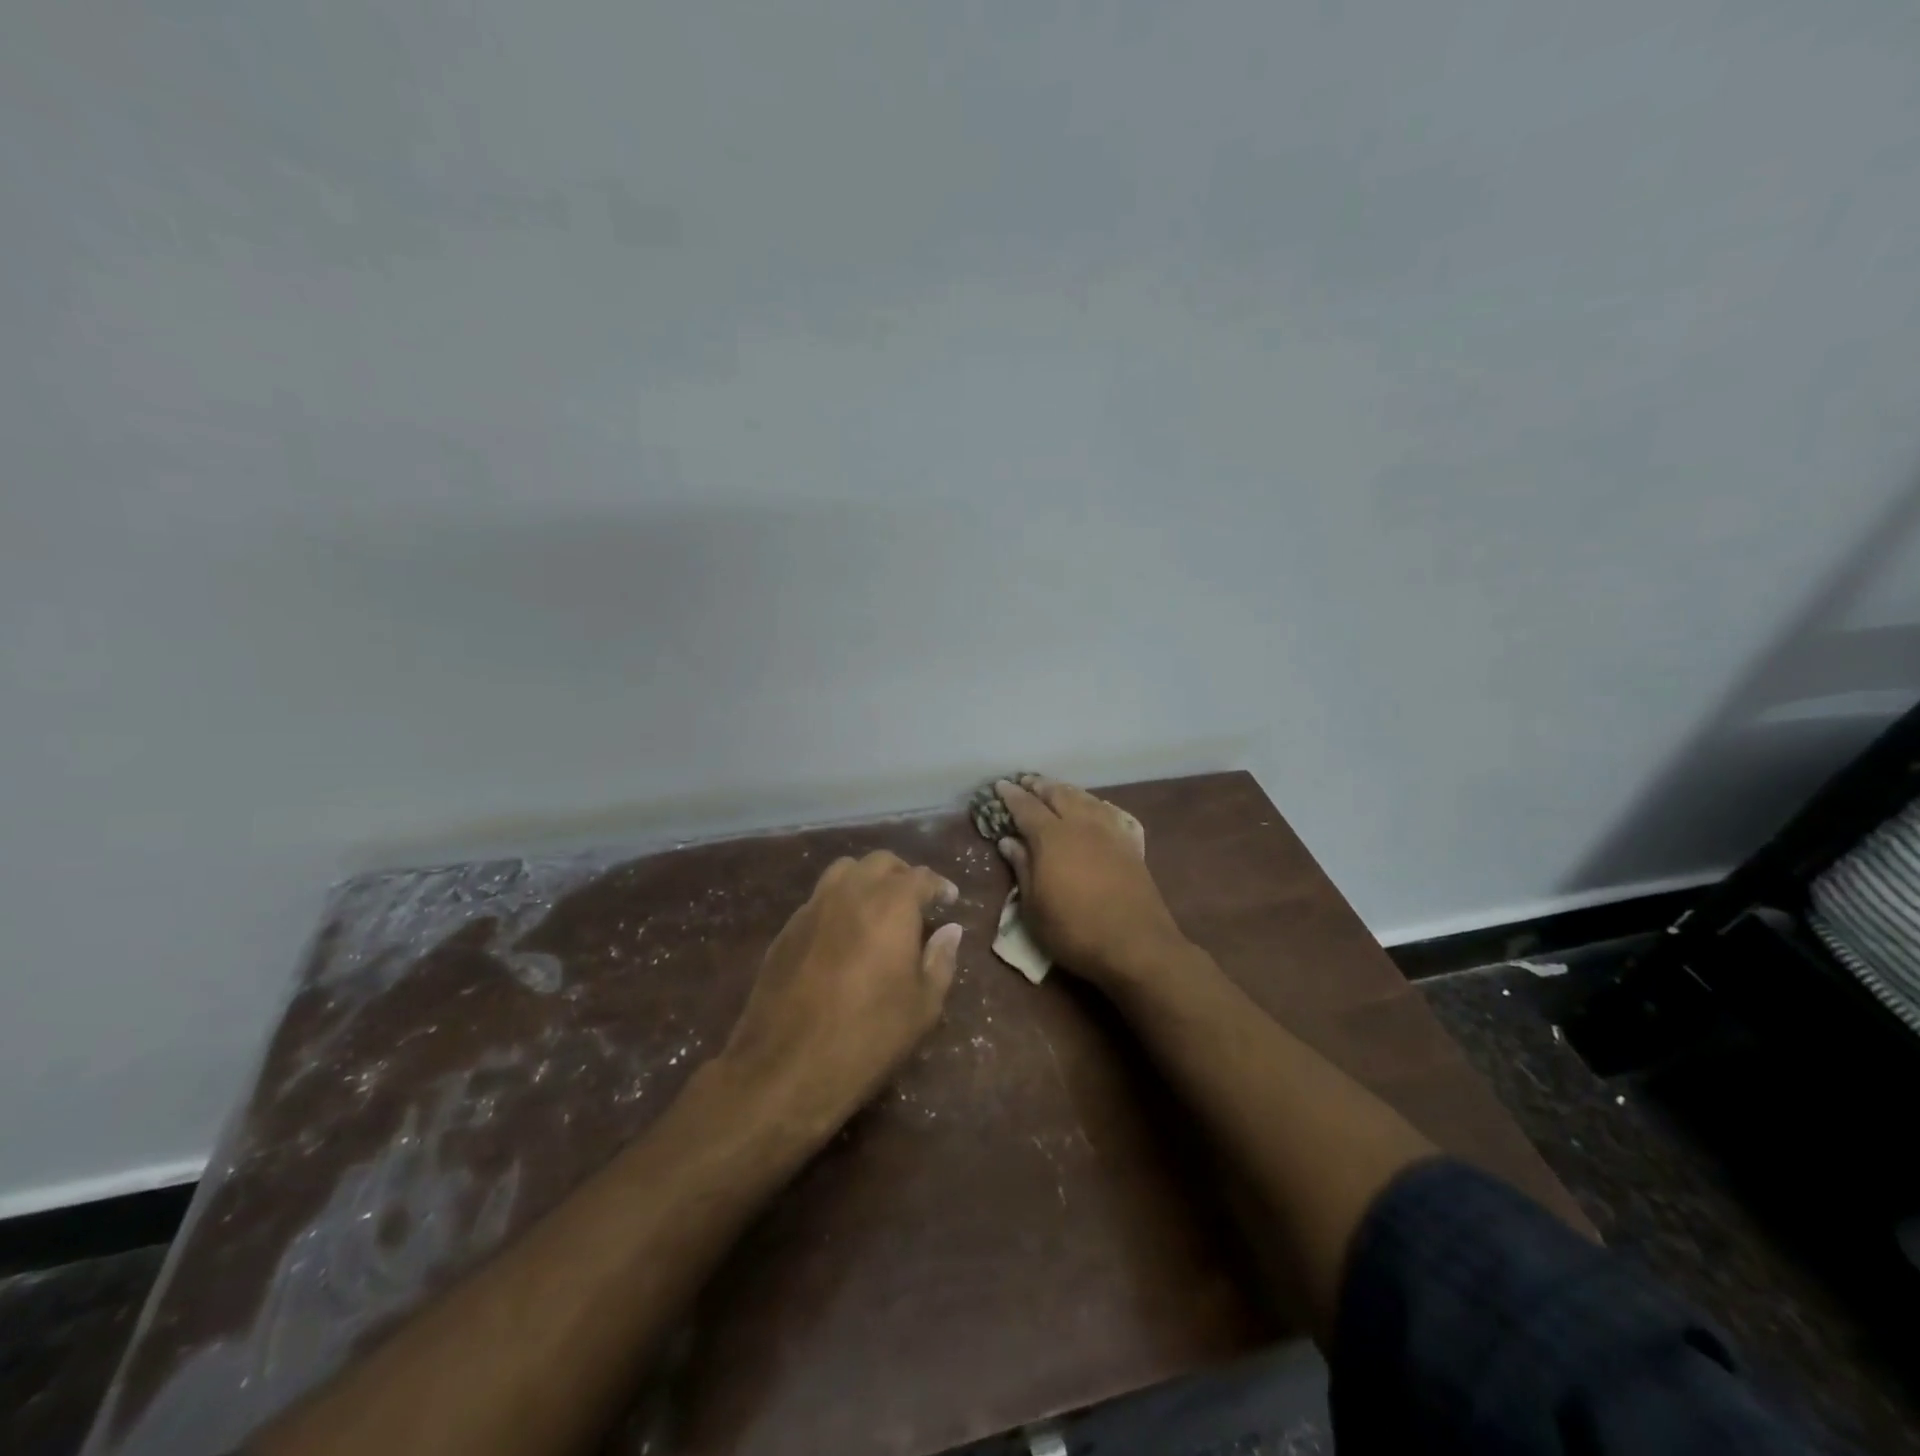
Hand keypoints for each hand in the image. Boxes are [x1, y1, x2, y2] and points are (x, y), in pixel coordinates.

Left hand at [718, 851, 962, 1131]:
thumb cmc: (868, 1037)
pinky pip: (819, 899)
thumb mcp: (922, 1007)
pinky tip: (844, 934)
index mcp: (891, 904)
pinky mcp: (787, 929)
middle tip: (916, 902)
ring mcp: (813, 907)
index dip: (939, 886)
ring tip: (878, 909)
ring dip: (867, 881)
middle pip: (881, 862)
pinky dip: (839, 903)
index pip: (921, 877)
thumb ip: (940, 960)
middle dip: (903, 875)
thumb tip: (950, 930)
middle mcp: (851, 892)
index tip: (949, 899)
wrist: (786, 1068)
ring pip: (844, 871)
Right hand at [994, 777, 1188, 987]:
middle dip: (1039, 786)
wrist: (1136, 945)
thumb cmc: (1074, 930)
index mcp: (1051, 838)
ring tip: (1054, 789)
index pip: (1026, 807)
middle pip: (1058, 794)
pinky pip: (1106, 811)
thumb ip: (1022, 868)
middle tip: (1025, 781)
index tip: (1000, 785)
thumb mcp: (1034, 908)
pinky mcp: (1129, 844)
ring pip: (1084, 798)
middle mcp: (1080, 825)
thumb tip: (1008, 841)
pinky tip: (1090, 807)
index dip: (1011, 795)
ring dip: (1065, 790)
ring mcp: (1108, 832)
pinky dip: (1091, 803)